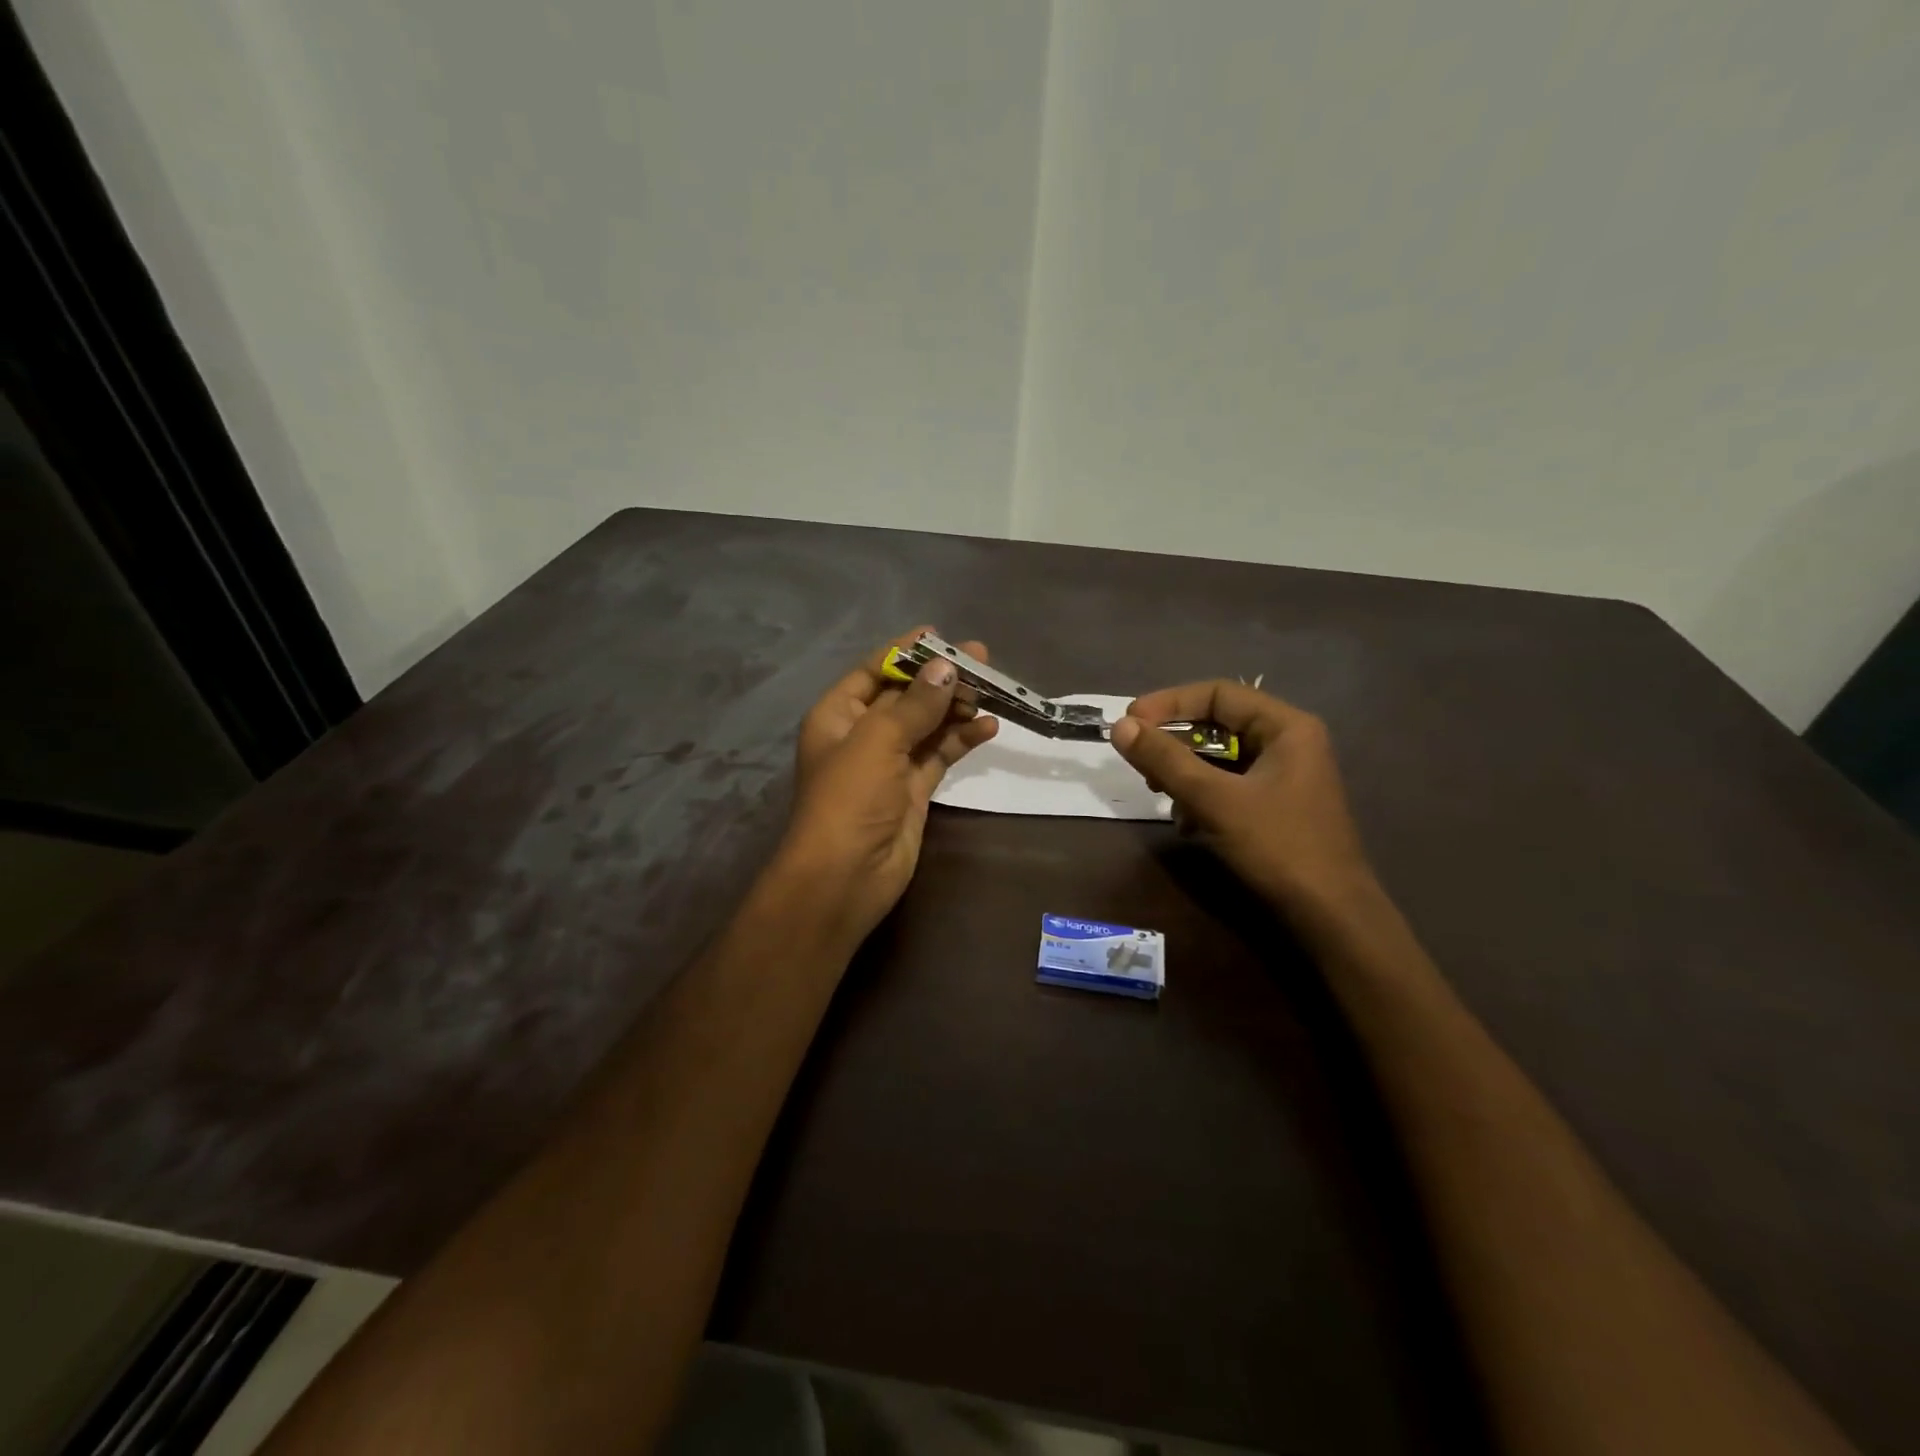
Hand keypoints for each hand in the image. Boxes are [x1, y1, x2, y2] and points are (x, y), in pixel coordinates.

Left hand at [778, 628, 998, 941]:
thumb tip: (945, 666)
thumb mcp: (878, 741)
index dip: (905, 652)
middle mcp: (862, 734)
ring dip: (955, 707)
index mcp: (837, 715)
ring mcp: (889, 763)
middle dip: (940, 678)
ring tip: (993, 689)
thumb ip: (915, 704)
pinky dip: (961, 739)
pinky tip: (989, 726)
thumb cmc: (849, 798)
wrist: (845, 877)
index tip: (941, 634)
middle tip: (982, 659)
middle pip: (906, 696)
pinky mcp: (913, 789)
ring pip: (927, 724)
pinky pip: (939, 754)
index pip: (873, 671)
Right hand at [1110, 682, 1374, 916]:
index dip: (1169, 704)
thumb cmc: (1278, 847)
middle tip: (1141, 763)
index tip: (1130, 723)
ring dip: (1185, 774)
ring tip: (1161, 796)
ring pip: (1220, 758)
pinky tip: (1187, 824)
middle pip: (1218, 725)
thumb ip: (1165, 760)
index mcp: (1286, 727)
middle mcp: (1289, 742)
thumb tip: (1119, 726)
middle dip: (1175, 744)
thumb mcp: (1214, 800)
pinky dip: (1202, 797)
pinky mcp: (1277, 804)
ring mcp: (1284, 775)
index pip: (1217, 694)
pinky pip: (1229, 784)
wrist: (1331, 916)